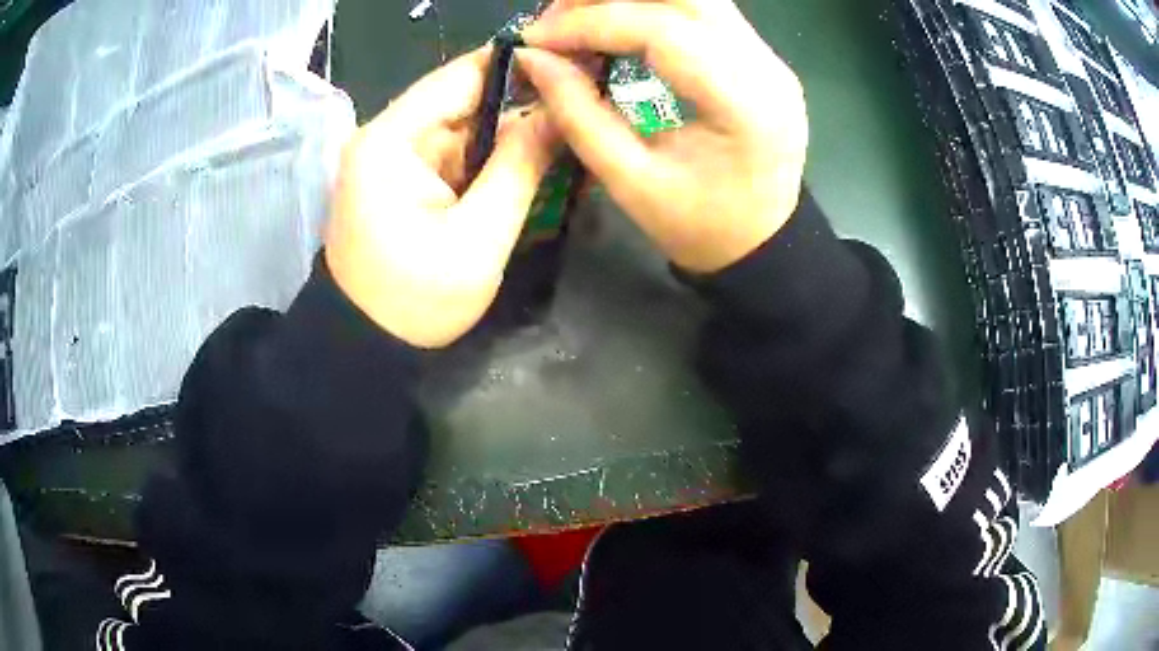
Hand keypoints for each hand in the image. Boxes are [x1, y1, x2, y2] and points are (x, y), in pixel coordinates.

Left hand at [325, 46, 559, 348]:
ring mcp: (391, 156)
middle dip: (523, 104)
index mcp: (392, 139)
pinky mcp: (400, 177)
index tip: (576, 69)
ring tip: (565, 138)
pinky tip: (530, 164)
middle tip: (581, 110)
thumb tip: (560, 110)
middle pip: (465, 98)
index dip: (522, 66)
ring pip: (465, 125)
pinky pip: (455, 151)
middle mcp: (387, 135)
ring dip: (511, 134)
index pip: (464, 74)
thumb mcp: (479, 236)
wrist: (366, 345)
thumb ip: (521, 166)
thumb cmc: (416, 300)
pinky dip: (491, 158)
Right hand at [518, 0, 808, 273]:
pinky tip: (615, 24)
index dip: (591, 24)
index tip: (537, 38)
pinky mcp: (761, 57)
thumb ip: (578, 114)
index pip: (663, 31)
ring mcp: (769, 58)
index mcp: (745, 106)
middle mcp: (767, 68)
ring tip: (579, 18)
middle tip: (557, 17)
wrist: (761, 243)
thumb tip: (533, 57)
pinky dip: (652, 8)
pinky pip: (703, 13)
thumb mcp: (630, 183)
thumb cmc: (700, 228)